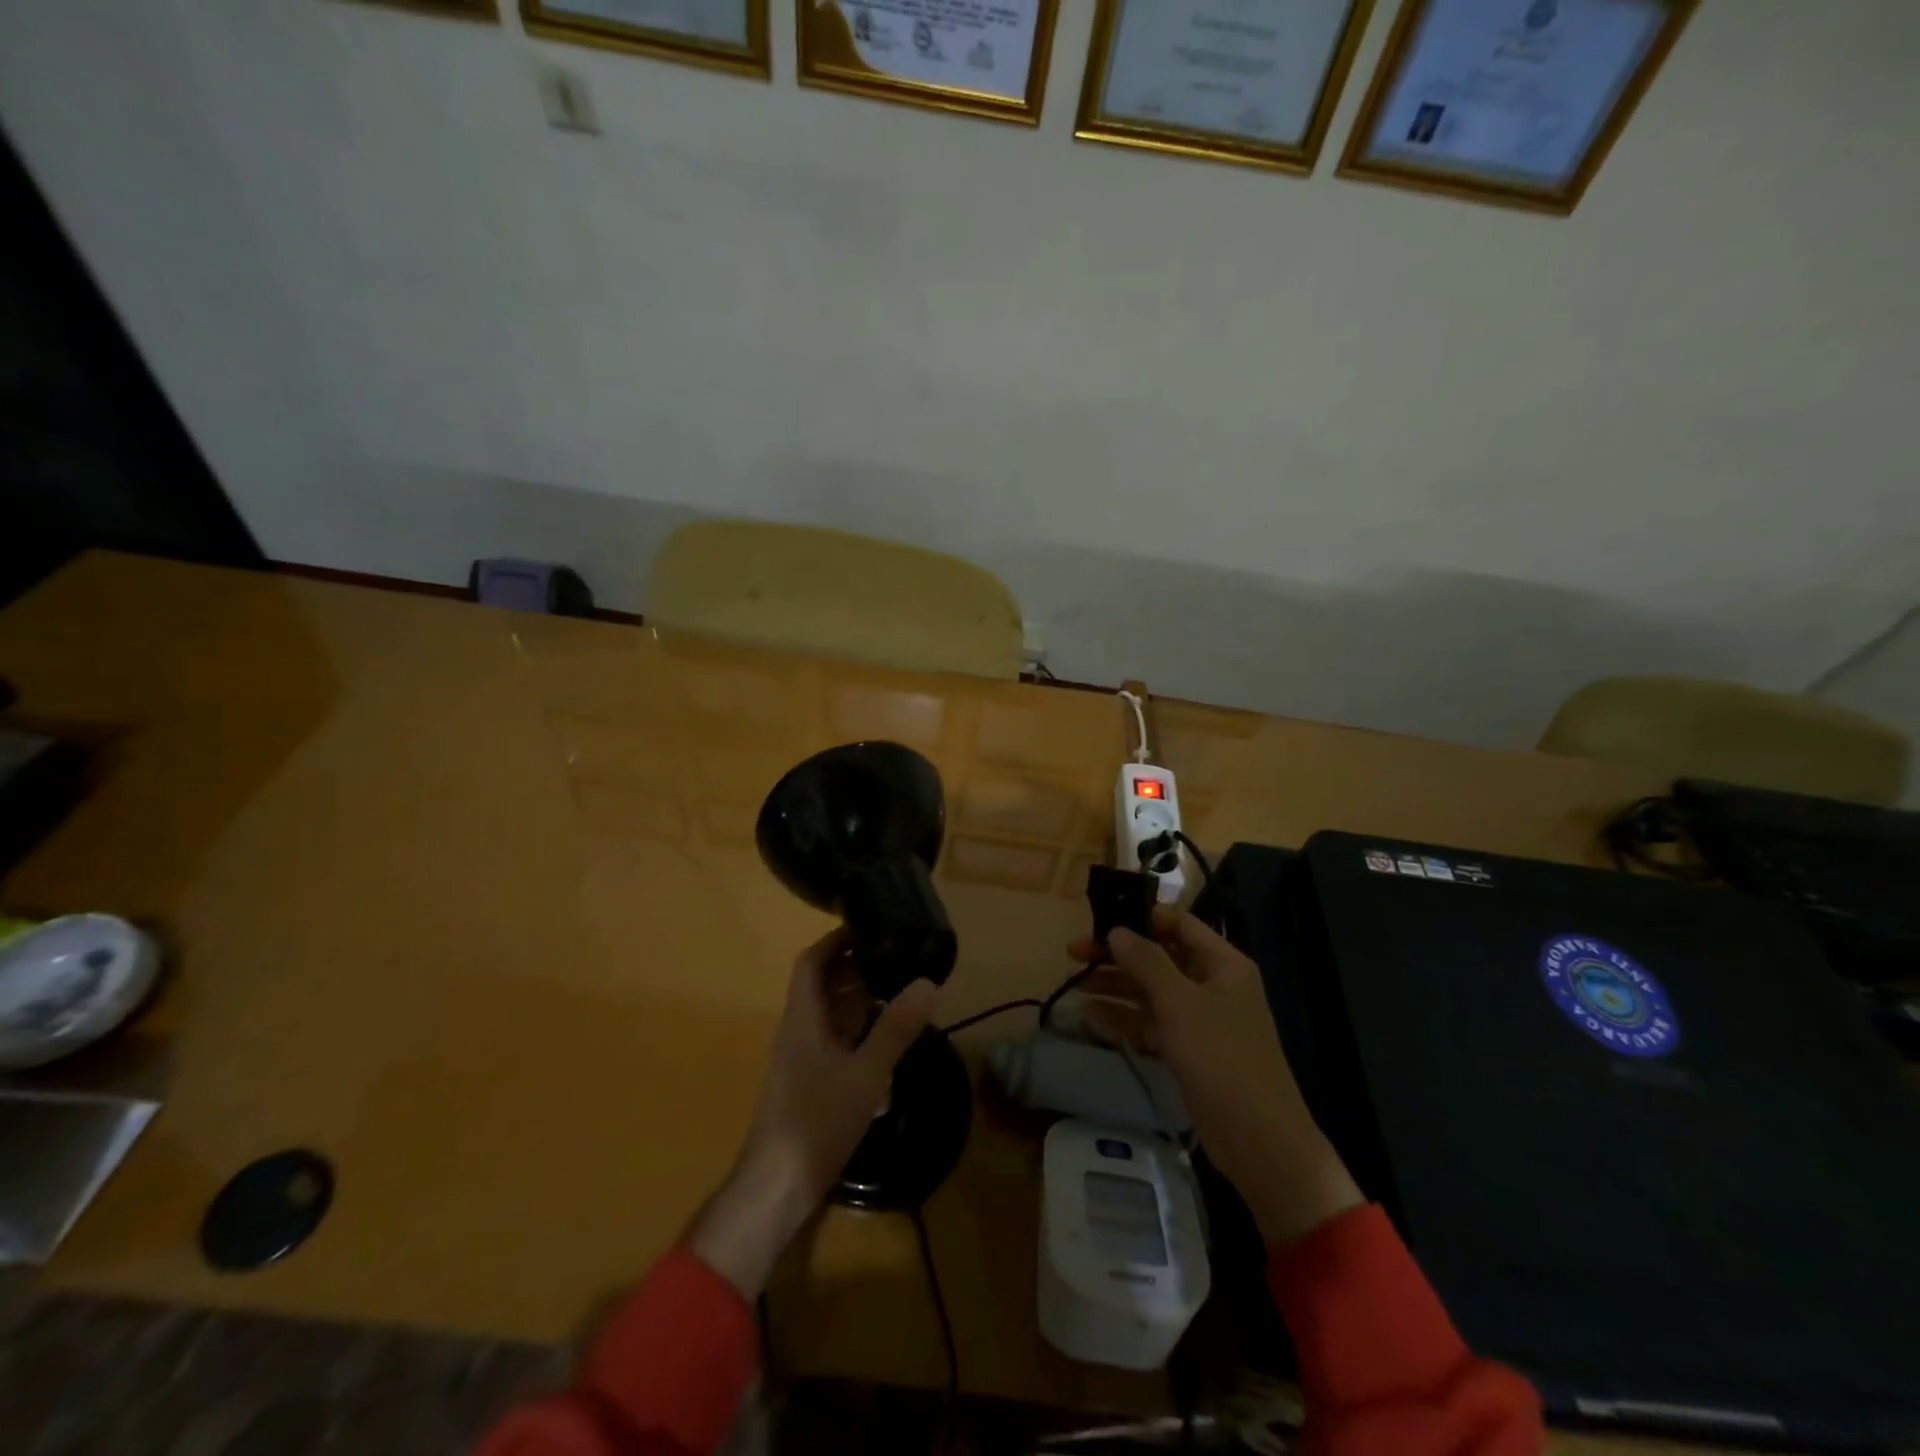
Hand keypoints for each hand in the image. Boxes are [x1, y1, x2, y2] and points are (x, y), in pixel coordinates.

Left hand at [690, 928, 936, 1297]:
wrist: (776, 1189)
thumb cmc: (815, 1122)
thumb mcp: (865, 1074)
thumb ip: (895, 1029)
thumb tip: (927, 982)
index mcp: (803, 1018)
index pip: (811, 962)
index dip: (835, 939)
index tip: (868, 925)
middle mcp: (799, 1031)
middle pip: (824, 986)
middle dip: (857, 968)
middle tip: (898, 957)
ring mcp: (803, 1060)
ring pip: (832, 1016)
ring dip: (861, 1002)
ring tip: (900, 991)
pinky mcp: (810, 1084)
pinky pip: (836, 1044)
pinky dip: (860, 1035)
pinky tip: (888, 1046)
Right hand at [1069, 908, 1361, 1247]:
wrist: (1259, 1140)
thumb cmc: (1222, 1058)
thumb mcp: (1179, 1003)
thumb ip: (1146, 962)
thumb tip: (1116, 930)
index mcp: (1223, 964)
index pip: (1179, 924)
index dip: (1141, 917)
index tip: (1100, 918)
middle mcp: (1212, 985)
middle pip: (1159, 958)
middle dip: (1118, 955)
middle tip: (1073, 953)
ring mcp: (1200, 1020)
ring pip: (1151, 992)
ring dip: (1115, 987)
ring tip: (1075, 985)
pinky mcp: (1188, 1051)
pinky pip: (1151, 1024)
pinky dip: (1124, 1019)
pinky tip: (1091, 1017)